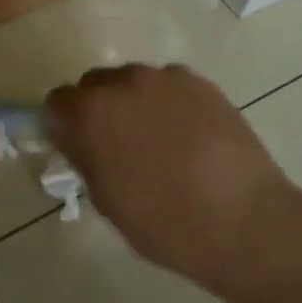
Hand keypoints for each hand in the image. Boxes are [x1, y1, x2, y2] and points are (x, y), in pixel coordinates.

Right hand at [46, 64, 301, 300]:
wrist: (244, 220)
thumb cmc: (164, 223)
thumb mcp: (106, 199)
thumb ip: (83, 157)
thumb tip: (75, 138)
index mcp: (91, 113)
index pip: (57, 102)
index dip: (62, 123)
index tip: (75, 145)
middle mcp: (124, 83)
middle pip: (95, 84)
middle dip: (98, 108)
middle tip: (115, 144)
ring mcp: (166, 79)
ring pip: (134, 82)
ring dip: (134, 103)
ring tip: (158, 140)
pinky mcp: (201, 83)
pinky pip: (169, 86)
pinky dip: (169, 104)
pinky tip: (188, 136)